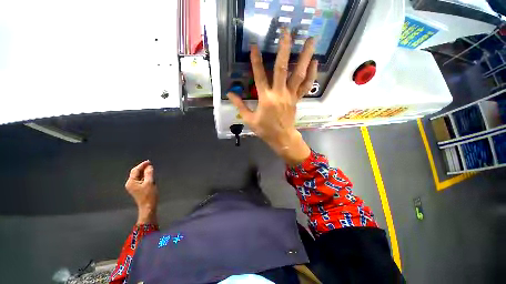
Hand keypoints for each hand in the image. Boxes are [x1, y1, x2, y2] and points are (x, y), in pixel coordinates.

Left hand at [125, 160, 157, 224]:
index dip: (142, 165)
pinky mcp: (137, 189)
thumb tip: (149, 166)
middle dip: (143, 168)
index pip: (135, 170)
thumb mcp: (150, 182)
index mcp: (131, 182)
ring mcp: (133, 187)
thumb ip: (149, 173)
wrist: (148, 206)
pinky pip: (140, 180)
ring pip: (138, 176)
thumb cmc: (149, 195)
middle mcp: (130, 184)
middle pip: (136, 173)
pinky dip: (145, 177)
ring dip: (144, 172)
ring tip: (151, 170)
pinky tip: (150, 176)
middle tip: (151, 165)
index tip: (149, 162)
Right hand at [227, 29, 316, 165]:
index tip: (254, 46)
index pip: (259, 76)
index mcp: (266, 99)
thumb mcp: (249, 119)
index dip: (255, 61)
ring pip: (298, 74)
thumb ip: (240, 105)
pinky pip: (306, 85)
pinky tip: (315, 62)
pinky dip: (311, 74)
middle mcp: (279, 93)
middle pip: (282, 68)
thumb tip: (230, 93)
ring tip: (310, 40)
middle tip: (287, 31)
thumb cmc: (265, 130)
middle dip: (283, 49)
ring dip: (304, 56)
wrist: (282, 137)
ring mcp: (290, 95)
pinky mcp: (297, 99)